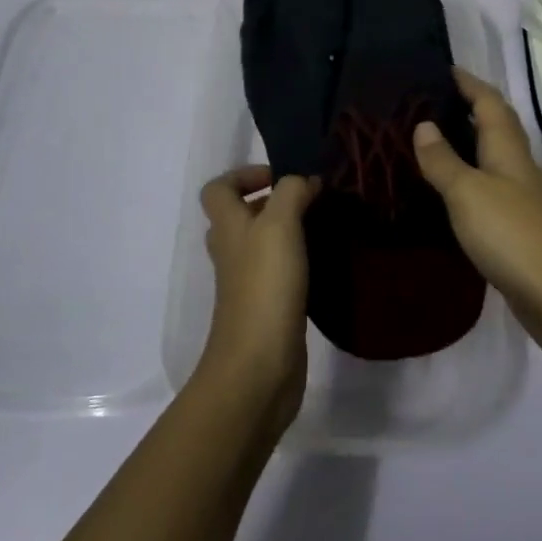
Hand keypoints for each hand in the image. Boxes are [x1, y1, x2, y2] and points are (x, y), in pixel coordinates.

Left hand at [197, 167, 317, 431]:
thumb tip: (305, 180)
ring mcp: (246, 283)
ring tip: (322, 226)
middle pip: (239, 216)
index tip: (281, 177)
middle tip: (309, 200)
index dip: (243, 175)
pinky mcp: (266, 309)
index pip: (218, 189)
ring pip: (260, 245)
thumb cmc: (265, 287)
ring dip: (287, 232)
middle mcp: (232, 251)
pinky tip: (323, 263)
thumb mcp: (279, 225)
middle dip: (272, 202)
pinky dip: (296, 263)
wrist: (259, 366)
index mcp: (227, 227)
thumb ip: (291, 193)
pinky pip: (278, 274)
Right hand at [412, 69, 541, 358]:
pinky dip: (465, 181)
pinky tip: (445, 193)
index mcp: (508, 150)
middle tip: (426, 103)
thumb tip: (423, 124)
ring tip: (426, 141)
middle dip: (466, 109)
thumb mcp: (468, 193)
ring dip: (465, 145)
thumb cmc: (513, 235)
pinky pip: (486, 191)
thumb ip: (444, 160)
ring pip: (490, 159)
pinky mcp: (516, 230)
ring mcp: (520, 200)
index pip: (489, 102)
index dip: (469, 83)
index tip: (443, 68)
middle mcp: (517, 168)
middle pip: (494, 127)